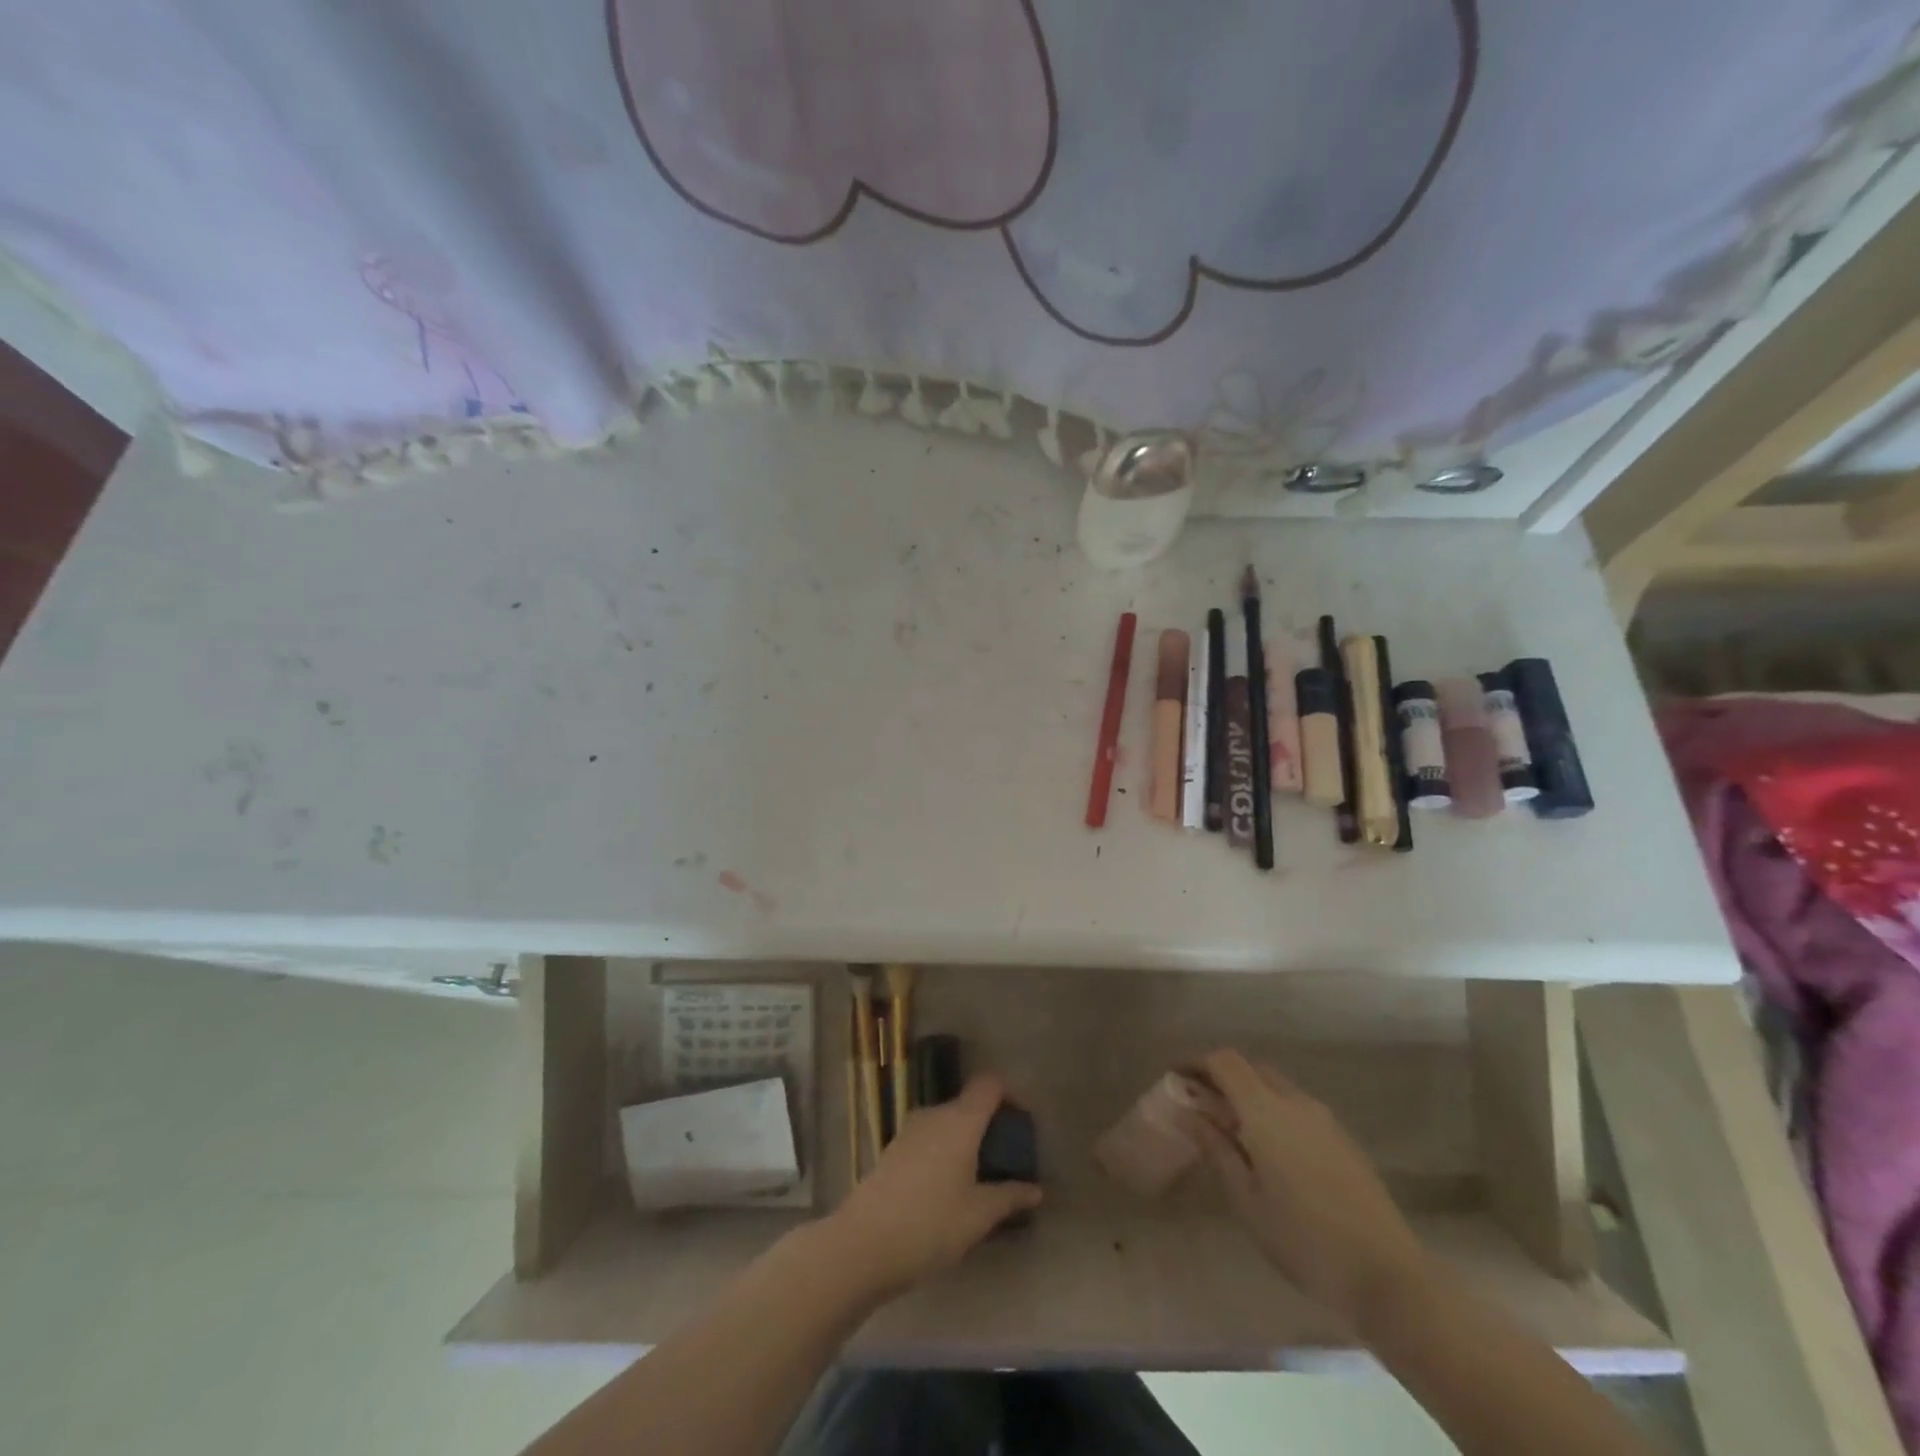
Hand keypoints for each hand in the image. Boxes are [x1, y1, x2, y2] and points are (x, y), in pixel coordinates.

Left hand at [825, 1075, 1041, 1299]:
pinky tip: (947, 1190)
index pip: (989, 1084)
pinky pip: (929, 1139)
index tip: (1022, 1123)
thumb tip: (1034, 1189)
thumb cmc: (930, 1225)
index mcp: (960, 1120)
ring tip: (978, 1180)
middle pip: (968, 1104)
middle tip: (1005, 1160)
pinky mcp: (893, 1150)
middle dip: (989, 1126)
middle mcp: (934, 1115)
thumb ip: (1009, 1197)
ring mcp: (909, 1131)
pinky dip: (944, 1152)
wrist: (862, 1244)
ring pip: (947, 1123)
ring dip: (965, 1141)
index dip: (1010, 1094)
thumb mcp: (978, 1216)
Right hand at [1193, 1050, 1430, 1333]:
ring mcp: (1325, 1119)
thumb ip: (1216, 1148)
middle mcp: (1296, 1102)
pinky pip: (1297, 1108)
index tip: (1175, 1078)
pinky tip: (1269, 1150)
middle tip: (1200, 1105)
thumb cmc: (1304, 1240)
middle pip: (1251, 1068)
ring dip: (1249, 1095)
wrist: (1389, 1277)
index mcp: (1267, 1110)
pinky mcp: (1343, 1140)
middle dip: (1222, 1077)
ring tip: (1231, 1130)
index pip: (1224, 1061)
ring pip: (1277, 1087)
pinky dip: (1273, 1112)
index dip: (1197, 1062)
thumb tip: (1188, 1112)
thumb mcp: (1247, 1199)